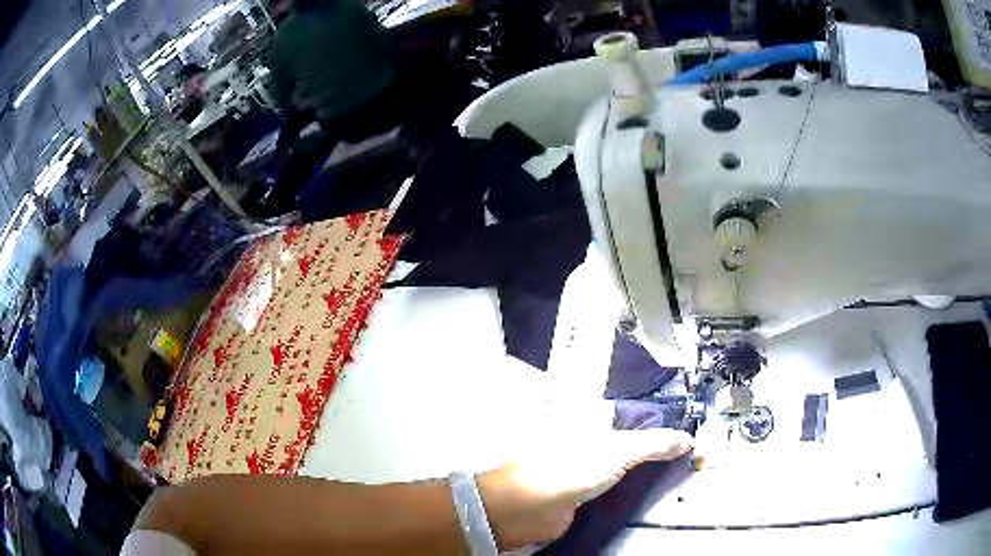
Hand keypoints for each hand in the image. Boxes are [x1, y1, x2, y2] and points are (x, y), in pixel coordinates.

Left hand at [477, 428, 693, 549]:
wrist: (529, 509)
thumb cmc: (566, 468)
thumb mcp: (618, 449)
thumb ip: (654, 443)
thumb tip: (686, 439)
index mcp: (590, 414)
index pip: (635, 410)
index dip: (660, 418)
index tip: (686, 428)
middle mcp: (588, 435)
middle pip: (631, 436)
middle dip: (657, 445)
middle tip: (687, 452)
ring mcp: (586, 462)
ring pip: (625, 461)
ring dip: (647, 467)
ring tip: (678, 469)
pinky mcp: (585, 487)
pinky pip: (617, 483)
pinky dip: (634, 485)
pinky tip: (654, 489)